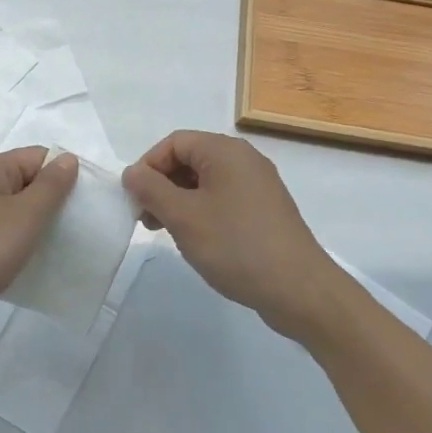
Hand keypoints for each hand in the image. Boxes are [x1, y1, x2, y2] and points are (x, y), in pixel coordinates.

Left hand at [0, 147, 77, 348]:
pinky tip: (38, 261)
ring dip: (40, 224)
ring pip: (17, 211)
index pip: (38, 157)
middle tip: (81, 224)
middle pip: (28, 182)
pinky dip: (23, 243)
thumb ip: (51, 186)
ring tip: (65, 244)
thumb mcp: (26, 214)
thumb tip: (67, 159)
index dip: (64, 173)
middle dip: (54, 200)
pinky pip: (5, 235)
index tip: (87, 201)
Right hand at [121, 130, 342, 338]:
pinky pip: (224, 199)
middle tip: (145, 219)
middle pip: (190, 159)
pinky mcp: (266, 211)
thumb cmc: (235, 245)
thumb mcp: (183, 216)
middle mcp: (245, 160)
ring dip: (179, 201)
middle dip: (162, 185)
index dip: (148, 166)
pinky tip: (196, 240)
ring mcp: (259, 186)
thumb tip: (132, 173)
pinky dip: (202, 212)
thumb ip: (150, 189)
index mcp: (225, 151)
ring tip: (166, 232)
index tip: (134, 199)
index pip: (174, 143)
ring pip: (205, 182)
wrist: (299, 289)